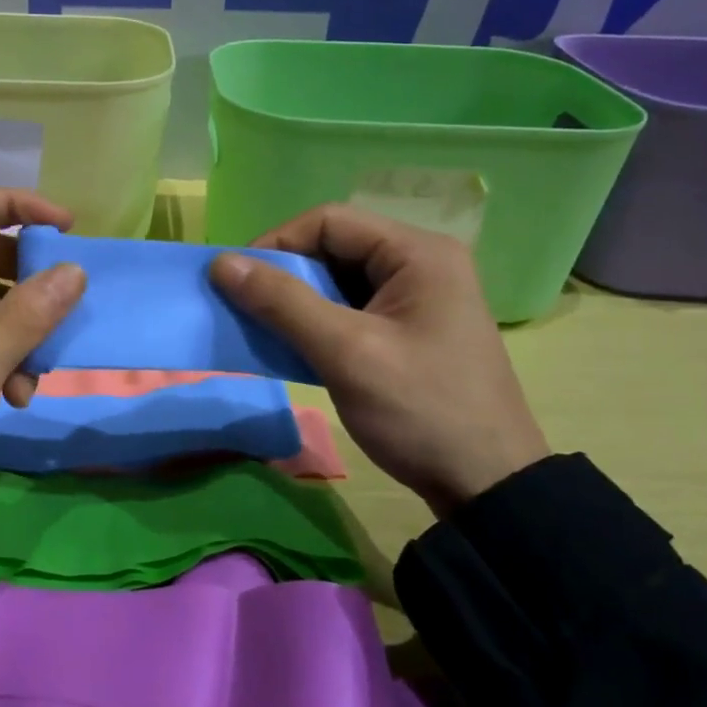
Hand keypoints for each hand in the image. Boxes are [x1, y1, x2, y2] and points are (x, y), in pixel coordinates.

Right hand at [210, 206, 548, 513]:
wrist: (486, 485)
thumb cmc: (420, 410)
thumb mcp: (346, 353)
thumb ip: (282, 302)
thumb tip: (220, 263)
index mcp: (417, 253)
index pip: (328, 221)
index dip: (276, 243)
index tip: (237, 281)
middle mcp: (420, 263)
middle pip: (333, 247)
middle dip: (284, 274)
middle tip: (246, 308)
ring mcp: (416, 298)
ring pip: (337, 280)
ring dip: (296, 301)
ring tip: (264, 329)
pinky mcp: (408, 329)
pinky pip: (349, 308)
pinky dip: (316, 322)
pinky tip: (294, 346)